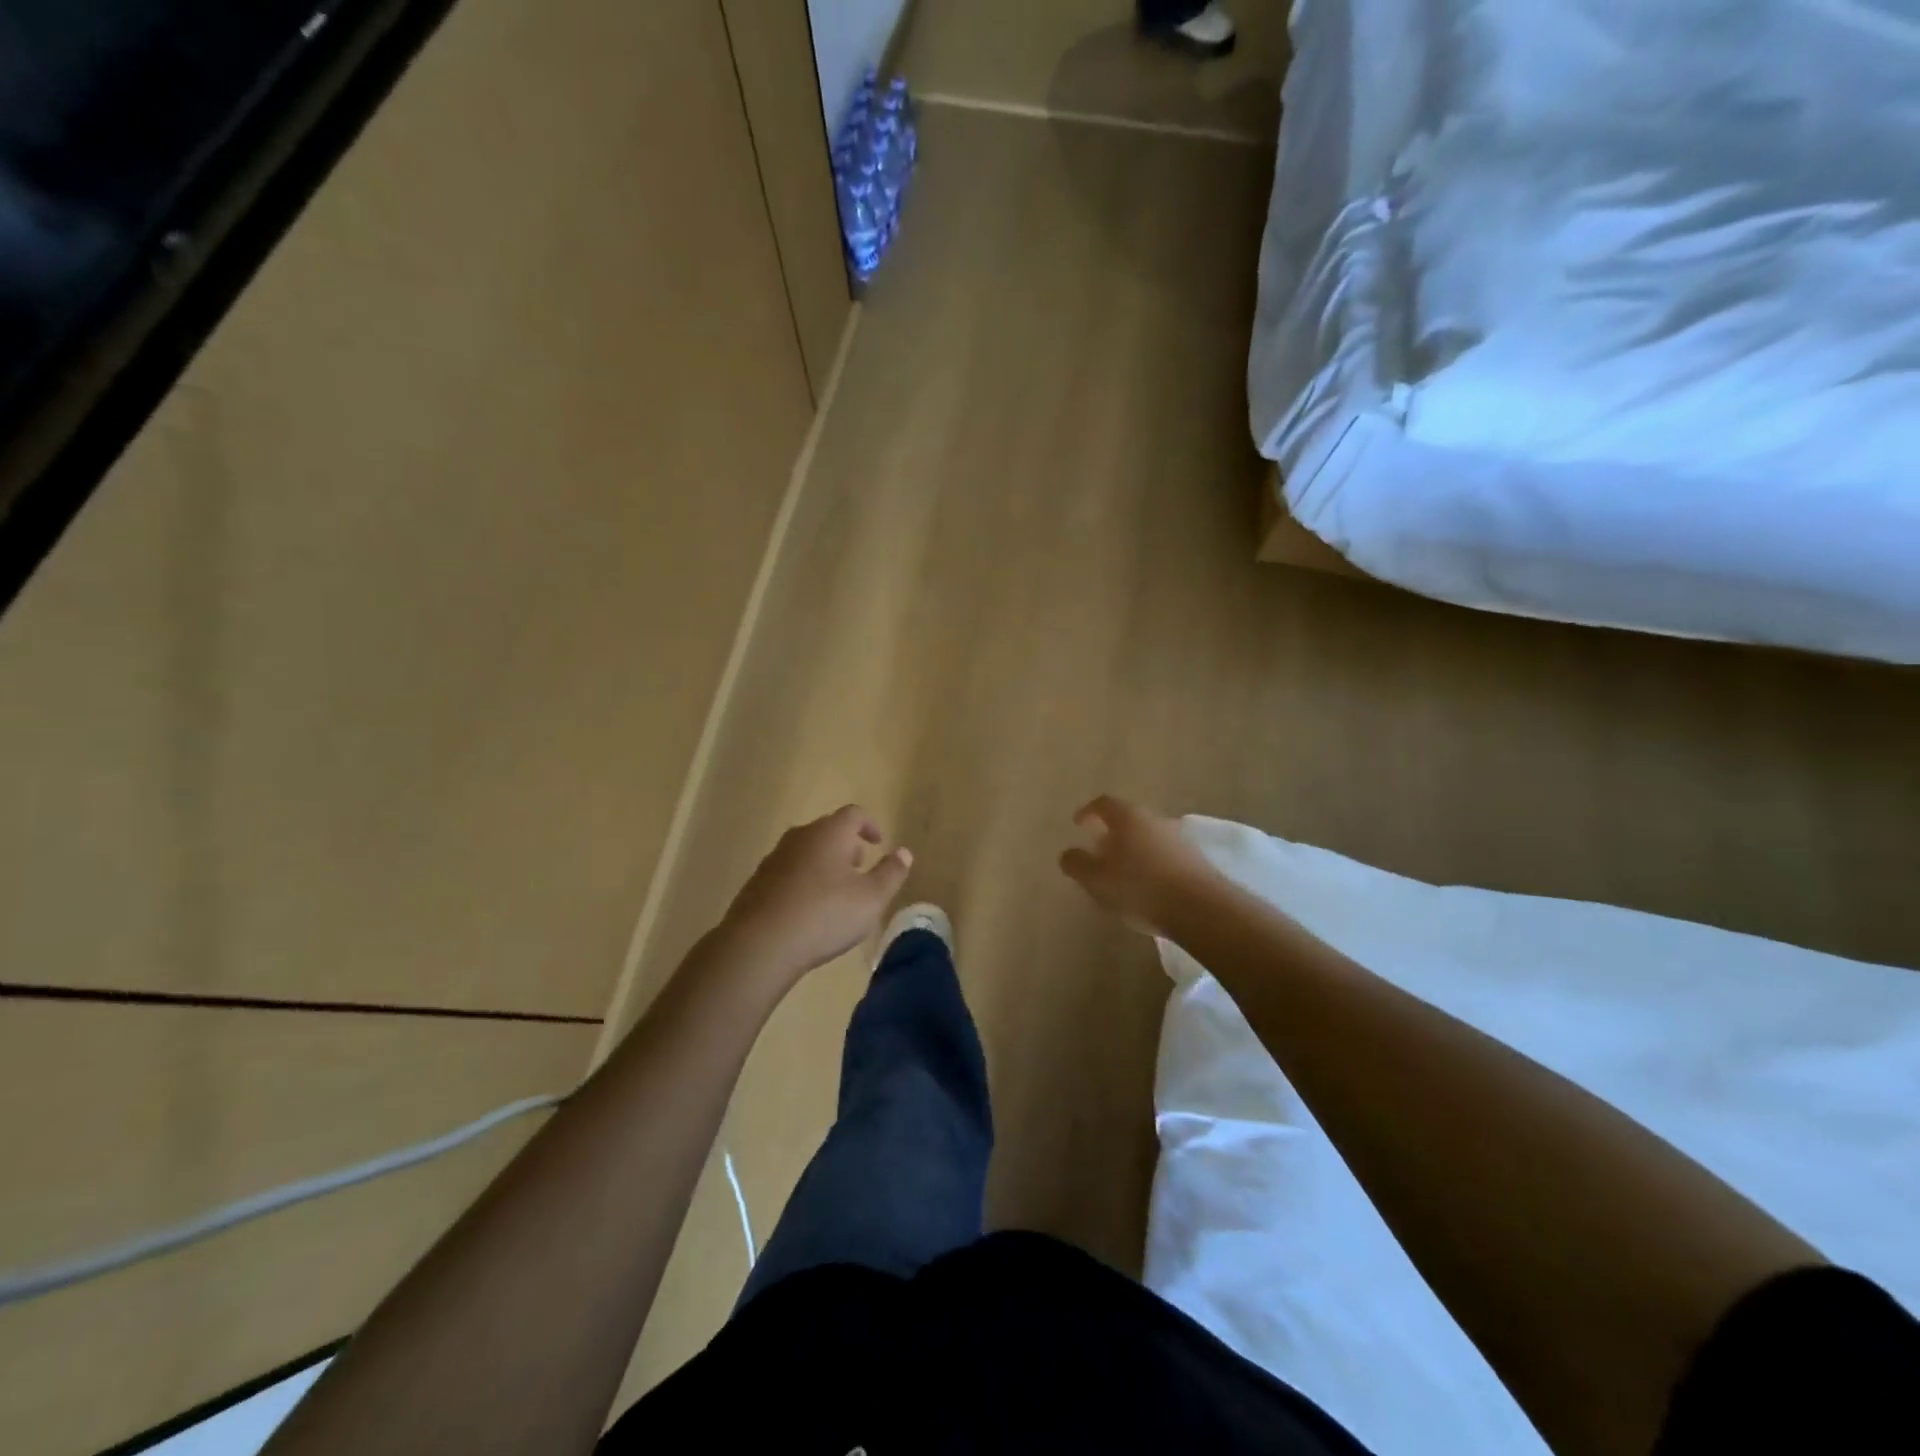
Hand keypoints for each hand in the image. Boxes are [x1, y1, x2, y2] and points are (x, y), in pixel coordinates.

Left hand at [718, 805, 912, 985]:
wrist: (760, 944)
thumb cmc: (824, 915)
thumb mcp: (871, 898)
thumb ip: (891, 873)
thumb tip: (904, 853)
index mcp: (829, 833)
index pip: (853, 814)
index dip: (869, 825)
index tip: (878, 843)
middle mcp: (800, 837)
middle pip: (827, 830)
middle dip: (846, 845)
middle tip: (859, 867)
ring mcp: (774, 859)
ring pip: (806, 851)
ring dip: (824, 863)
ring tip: (836, 891)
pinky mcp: (757, 883)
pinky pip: (787, 872)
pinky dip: (803, 881)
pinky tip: (808, 910)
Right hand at [1059, 795, 1221, 936]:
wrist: (1200, 908)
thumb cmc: (1139, 888)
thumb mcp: (1096, 879)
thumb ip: (1077, 864)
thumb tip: (1068, 853)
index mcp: (1128, 818)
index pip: (1103, 803)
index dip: (1088, 812)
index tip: (1078, 824)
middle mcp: (1155, 819)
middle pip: (1128, 819)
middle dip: (1111, 834)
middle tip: (1098, 852)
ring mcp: (1179, 838)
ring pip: (1148, 837)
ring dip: (1133, 850)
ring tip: (1122, 873)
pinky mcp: (1196, 860)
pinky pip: (1165, 855)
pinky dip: (1152, 864)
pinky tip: (1147, 886)